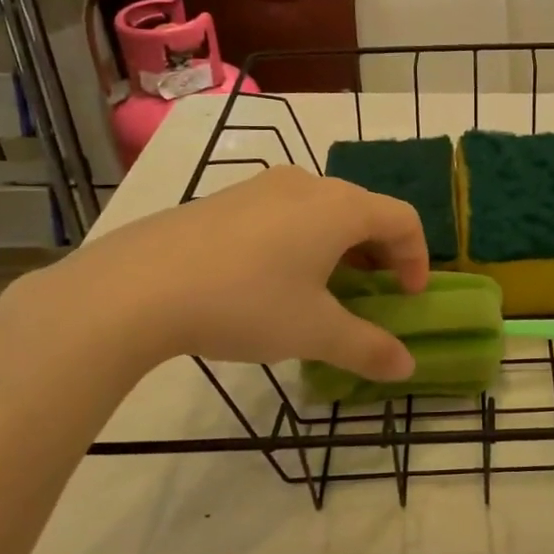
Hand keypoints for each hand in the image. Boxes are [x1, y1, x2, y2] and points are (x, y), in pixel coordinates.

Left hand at [0, 166, 428, 384]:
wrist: (136, 287)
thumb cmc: (245, 303)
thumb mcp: (314, 332)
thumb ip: (367, 348)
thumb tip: (407, 368)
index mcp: (340, 207)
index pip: (403, 219)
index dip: (417, 258)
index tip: (408, 298)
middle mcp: (307, 184)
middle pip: (365, 210)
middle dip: (381, 254)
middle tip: (374, 296)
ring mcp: (262, 186)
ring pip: (323, 210)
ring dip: (341, 247)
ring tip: (326, 290)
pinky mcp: (227, 199)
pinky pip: (286, 212)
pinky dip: (303, 240)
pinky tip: (275, 279)